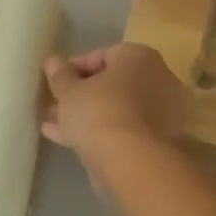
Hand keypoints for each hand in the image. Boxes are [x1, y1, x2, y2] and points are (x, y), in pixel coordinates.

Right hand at [42, 44, 189, 174]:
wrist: (130, 160)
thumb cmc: (99, 112)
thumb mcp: (69, 91)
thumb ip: (60, 76)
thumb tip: (53, 62)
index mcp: (140, 58)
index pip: (103, 56)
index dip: (74, 68)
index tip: (55, 83)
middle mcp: (158, 79)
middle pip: (112, 84)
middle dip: (81, 95)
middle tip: (55, 106)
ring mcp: (162, 112)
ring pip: (117, 109)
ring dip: (87, 115)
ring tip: (54, 125)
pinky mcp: (158, 141)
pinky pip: (124, 129)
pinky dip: (100, 132)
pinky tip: (69, 141)